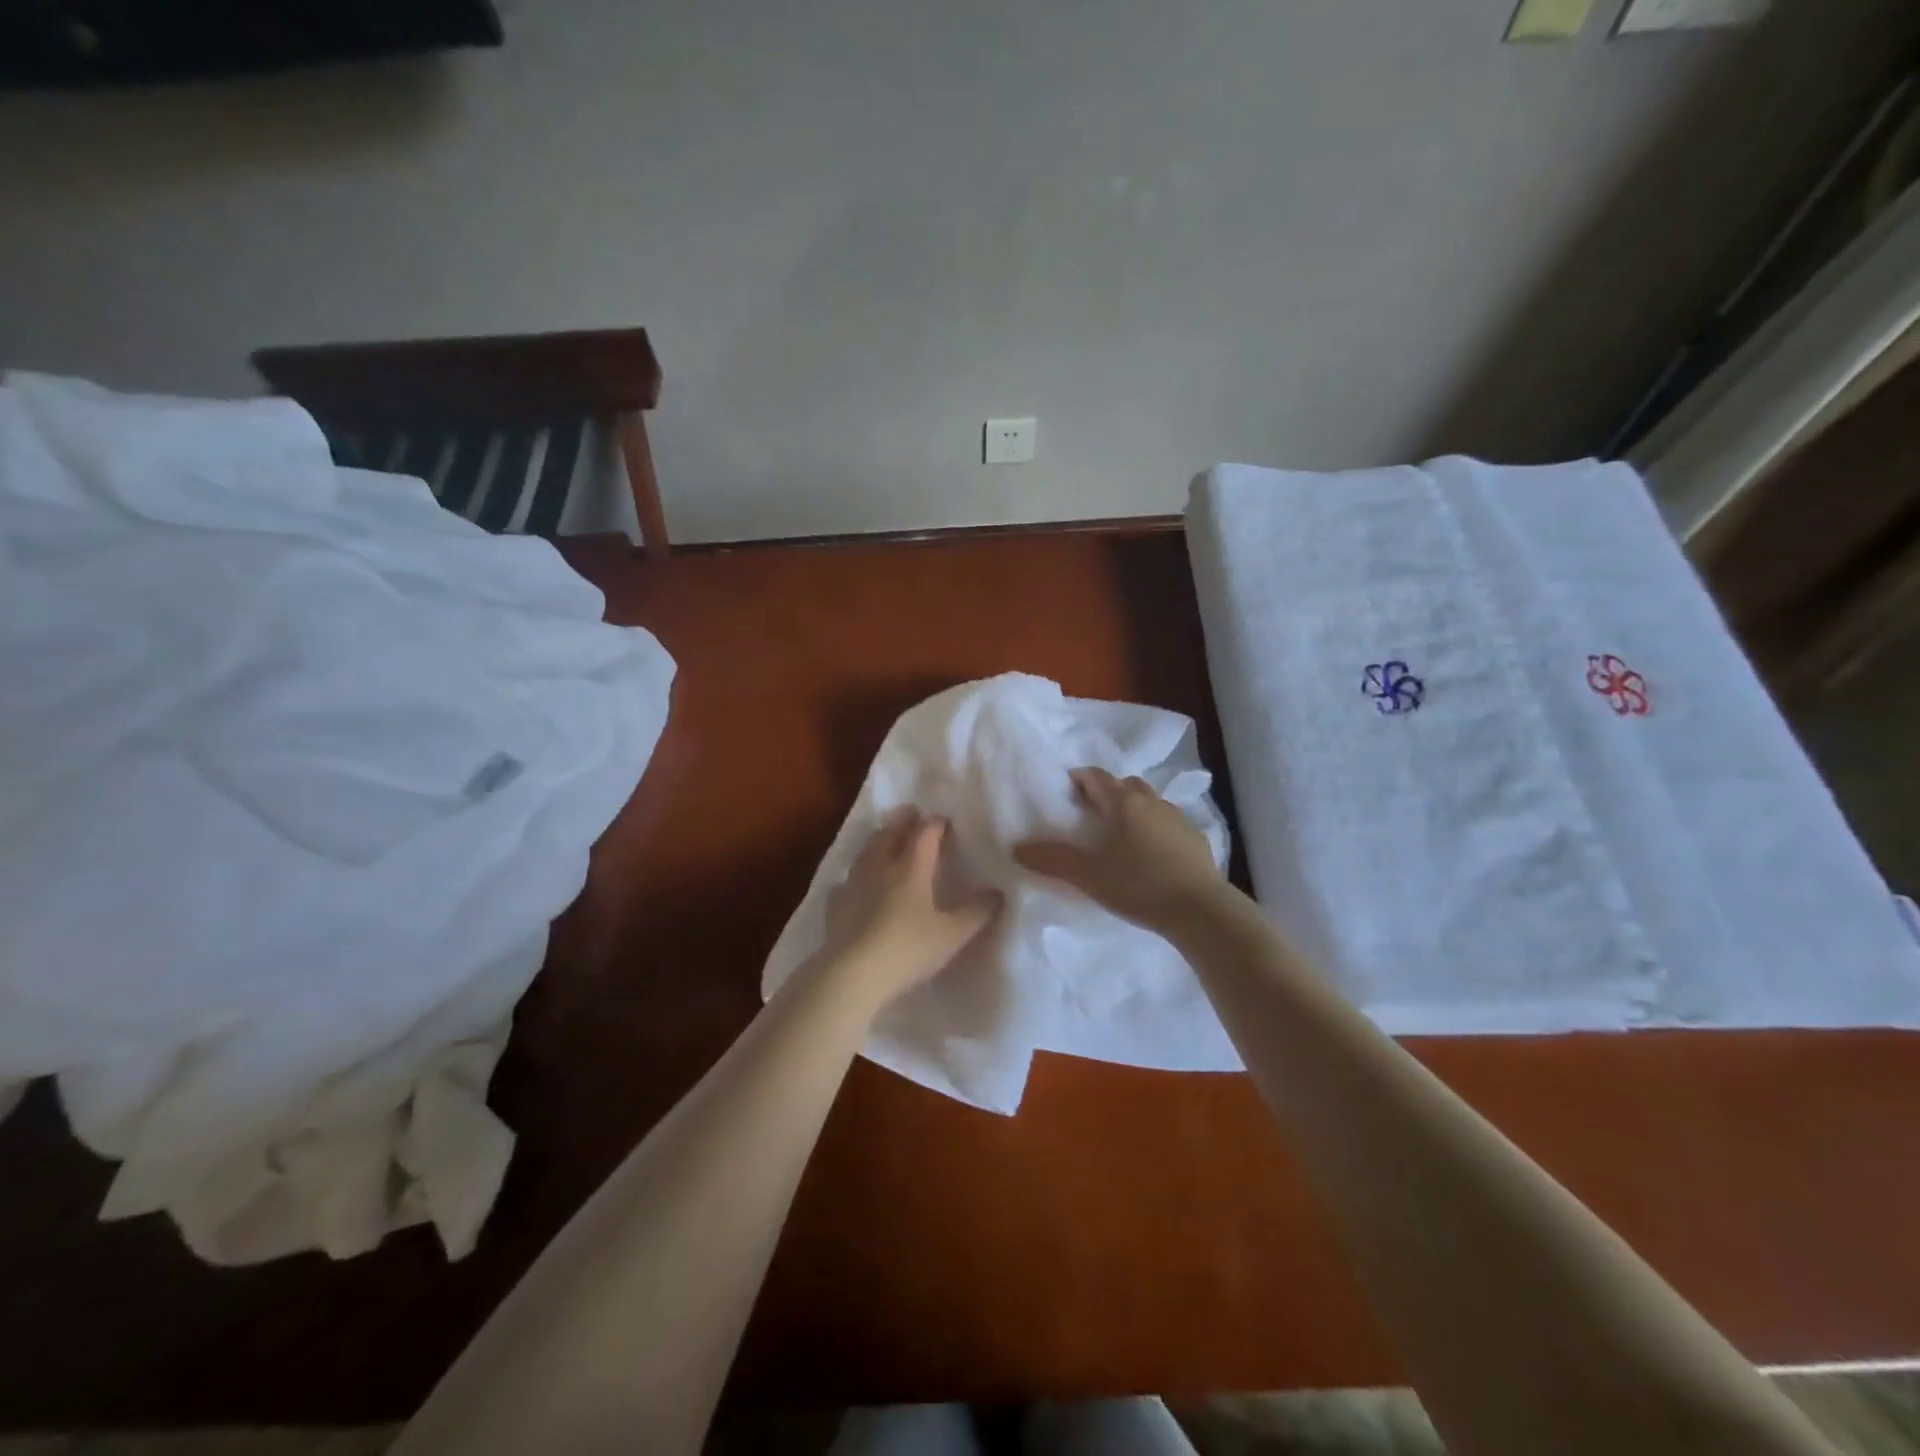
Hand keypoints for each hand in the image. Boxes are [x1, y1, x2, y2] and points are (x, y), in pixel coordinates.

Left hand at [814, 808, 1000, 1013]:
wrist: (853, 975)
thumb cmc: (908, 949)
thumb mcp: (953, 934)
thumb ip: (977, 912)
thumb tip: (997, 892)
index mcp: (911, 868)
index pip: (925, 834)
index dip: (936, 824)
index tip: (945, 821)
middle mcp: (881, 867)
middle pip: (890, 834)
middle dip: (903, 821)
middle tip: (911, 813)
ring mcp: (854, 885)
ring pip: (865, 852)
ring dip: (877, 840)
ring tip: (884, 837)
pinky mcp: (835, 906)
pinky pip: (845, 883)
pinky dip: (853, 876)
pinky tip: (853, 884)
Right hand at [1014, 767, 1224, 932]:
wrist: (1200, 910)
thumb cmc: (1138, 885)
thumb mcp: (1088, 876)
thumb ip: (1052, 860)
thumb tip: (1017, 848)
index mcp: (1123, 802)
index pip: (1096, 776)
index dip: (1079, 778)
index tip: (1066, 789)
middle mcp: (1152, 801)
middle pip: (1125, 785)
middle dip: (1107, 792)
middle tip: (1092, 812)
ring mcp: (1178, 818)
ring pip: (1150, 802)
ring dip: (1134, 809)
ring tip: (1121, 834)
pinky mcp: (1197, 839)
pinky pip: (1169, 823)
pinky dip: (1156, 829)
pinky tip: (1152, 854)